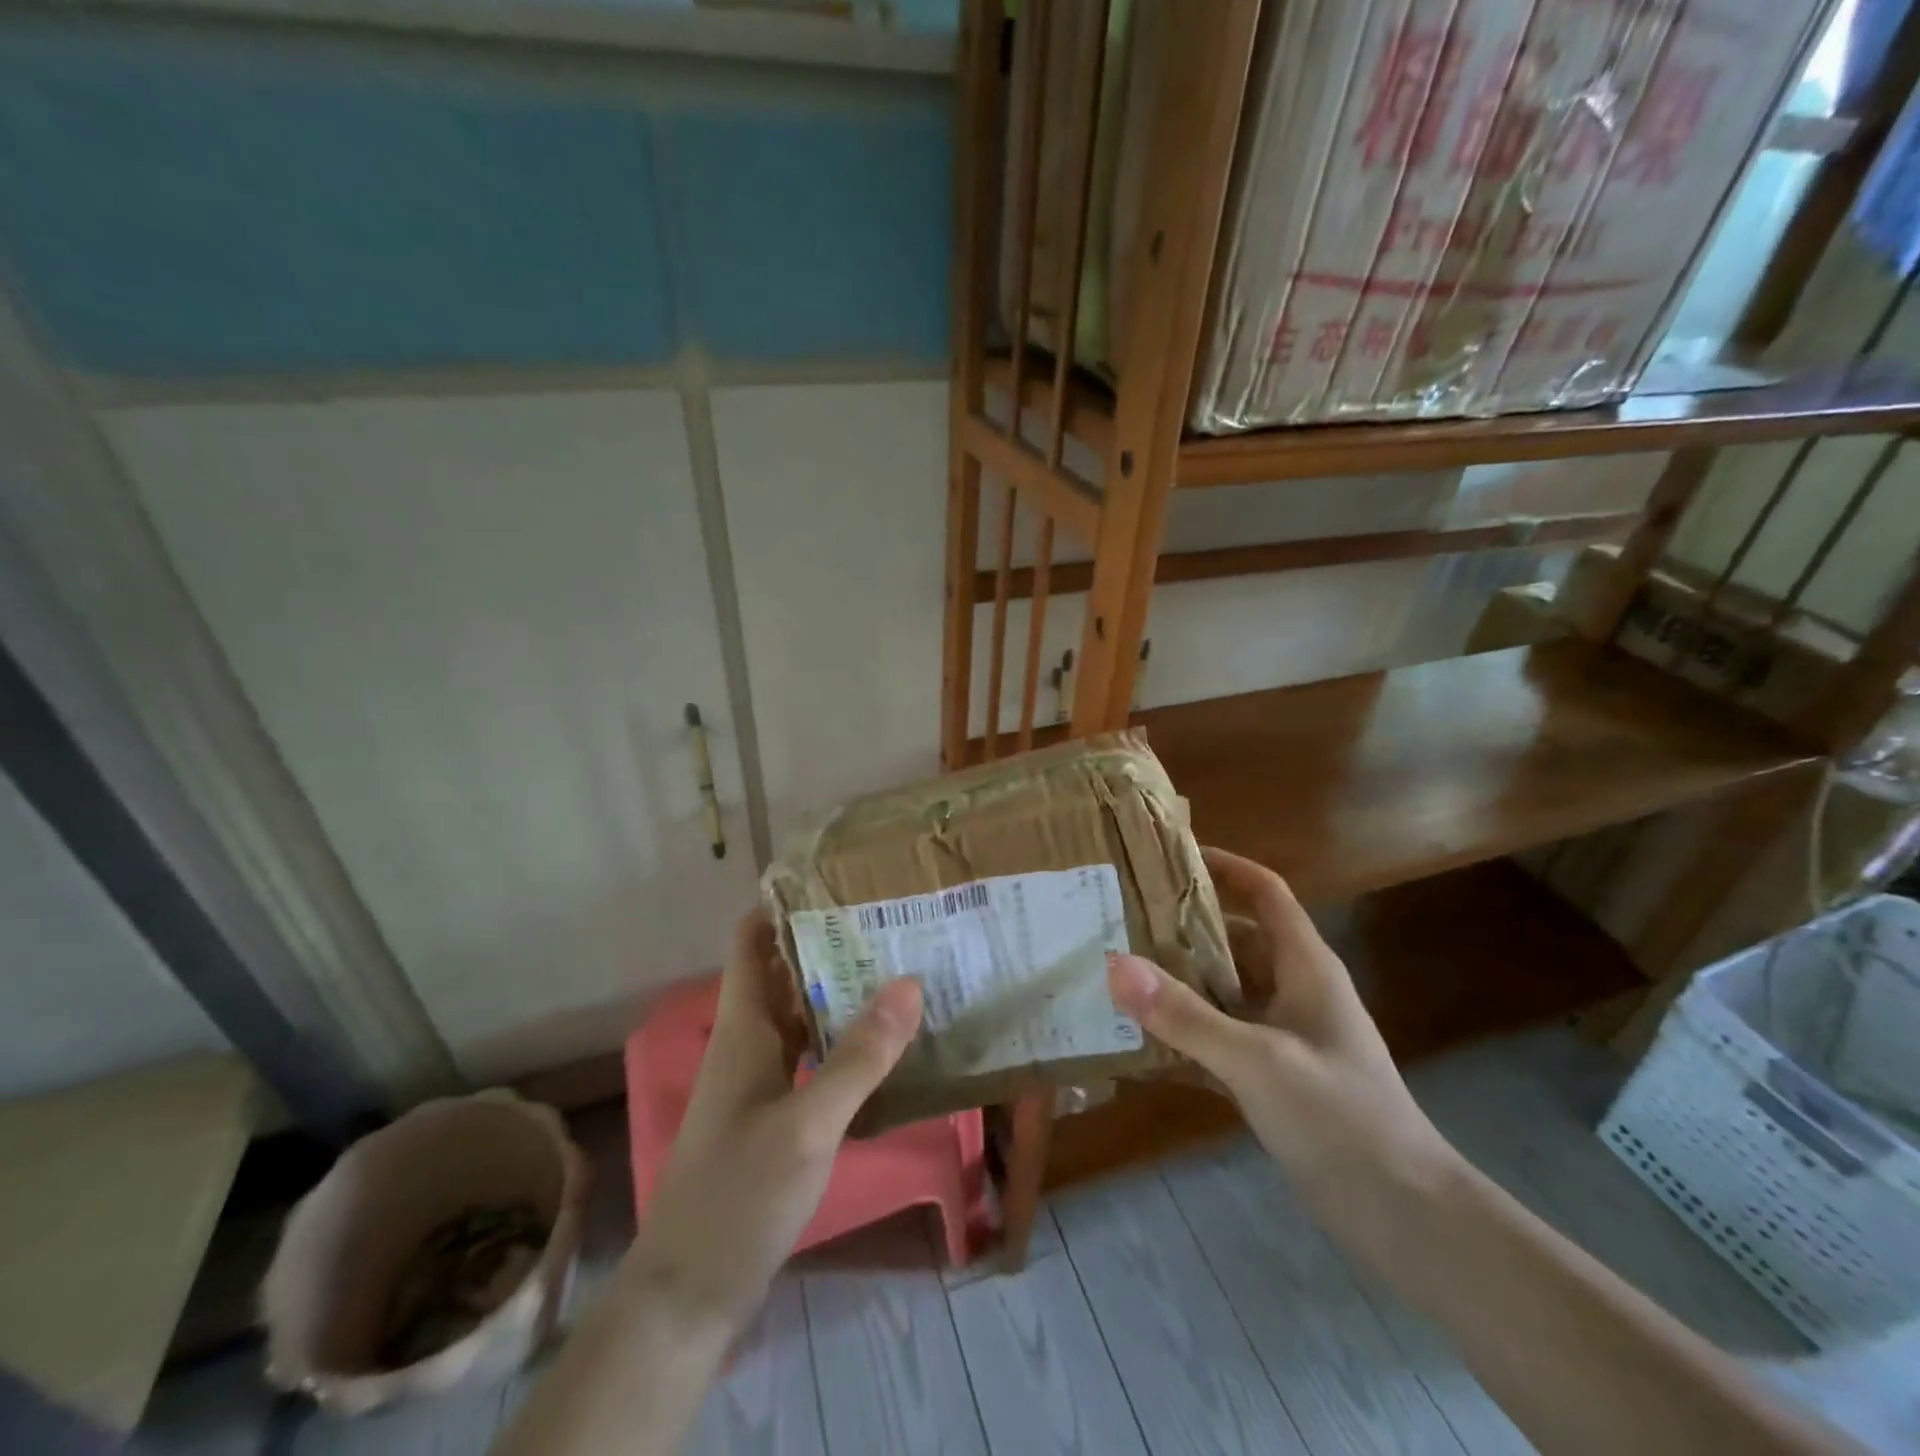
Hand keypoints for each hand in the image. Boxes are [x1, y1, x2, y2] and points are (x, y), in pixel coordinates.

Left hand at [624, 908, 923, 1331]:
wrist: (691, 1294)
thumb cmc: (739, 1196)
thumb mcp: (808, 1124)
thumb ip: (859, 1056)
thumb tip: (910, 982)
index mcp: (744, 1028)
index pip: (752, 942)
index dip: (782, 903)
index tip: (834, 877)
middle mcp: (750, 1043)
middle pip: (786, 972)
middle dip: (828, 940)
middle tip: (889, 916)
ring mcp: (762, 1081)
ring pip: (802, 1014)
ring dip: (841, 989)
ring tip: (900, 964)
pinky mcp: (777, 1115)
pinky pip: (813, 1056)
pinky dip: (844, 1039)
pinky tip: (886, 1043)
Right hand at [1105, 847, 1452, 1207]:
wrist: (1405, 1216)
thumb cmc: (1341, 1119)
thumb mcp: (1258, 1061)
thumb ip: (1186, 1015)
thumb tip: (1115, 964)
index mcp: (1305, 966)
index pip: (1266, 893)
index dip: (1225, 866)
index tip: (1170, 856)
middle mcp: (1295, 990)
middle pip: (1236, 938)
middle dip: (1184, 926)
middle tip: (1123, 918)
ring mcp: (1285, 1035)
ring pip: (1225, 989)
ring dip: (1180, 981)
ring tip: (1120, 971)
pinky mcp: (1275, 1076)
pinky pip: (1221, 1037)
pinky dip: (1187, 1033)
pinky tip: (1141, 1040)